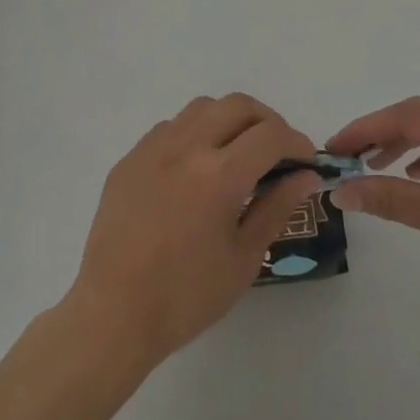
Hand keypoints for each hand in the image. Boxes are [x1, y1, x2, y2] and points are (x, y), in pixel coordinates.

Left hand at [62, 93, 319, 374]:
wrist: (114, 314)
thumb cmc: (186, 296)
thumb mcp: (244, 257)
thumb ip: (277, 207)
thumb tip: (306, 175)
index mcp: (218, 175)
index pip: (270, 135)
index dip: (297, 143)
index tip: (305, 162)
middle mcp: (185, 147)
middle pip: (237, 106)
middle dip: (267, 122)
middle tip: (276, 153)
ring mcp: (152, 148)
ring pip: (201, 108)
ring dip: (229, 120)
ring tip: (237, 155)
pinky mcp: (129, 158)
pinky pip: (170, 127)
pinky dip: (195, 134)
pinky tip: (196, 169)